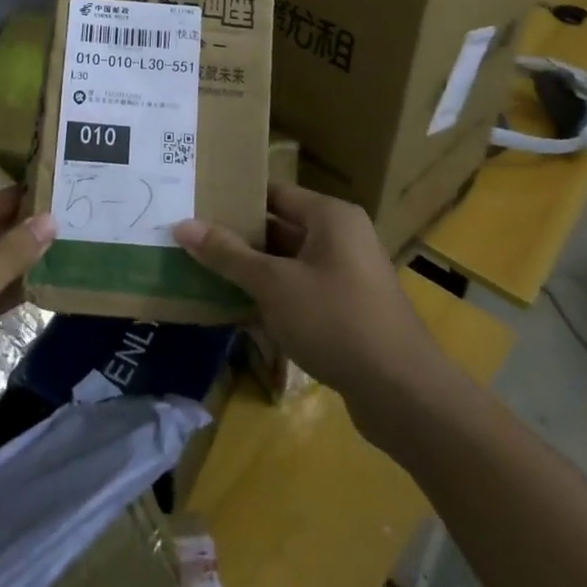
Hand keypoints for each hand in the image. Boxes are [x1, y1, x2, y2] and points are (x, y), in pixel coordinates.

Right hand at [175, 184, 437, 405]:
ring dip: (254, 273)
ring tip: (206, 276)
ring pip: (290, 264)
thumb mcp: (273, 284)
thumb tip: (183, 224)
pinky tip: (241, 313)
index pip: (274, 194)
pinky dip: (276, 298)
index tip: (197, 207)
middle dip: (239, 240)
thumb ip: (228, 254)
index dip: (235, 200)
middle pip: (281, 228)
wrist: (404, 393)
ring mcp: (349, 276)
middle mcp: (342, 237)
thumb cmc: (335, 320)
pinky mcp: (350, 311)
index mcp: (330, 216)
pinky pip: (304, 292)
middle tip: (193, 243)